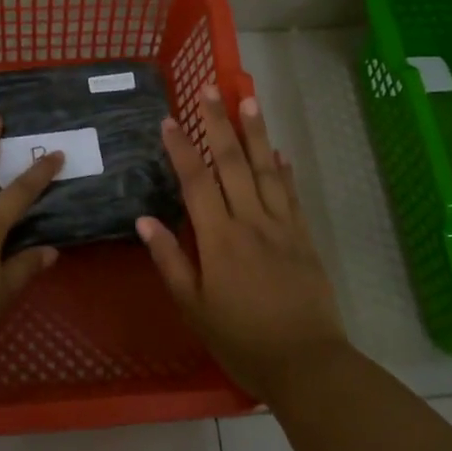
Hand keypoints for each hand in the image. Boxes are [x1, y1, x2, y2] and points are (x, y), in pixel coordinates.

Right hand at [137, 88, 347, 403]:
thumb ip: (170, 261)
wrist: (307, 363)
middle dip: (218, 122)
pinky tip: (279, 150)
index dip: (182, 148)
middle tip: (210, 87)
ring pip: (266, 169)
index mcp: (219, 239)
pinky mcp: (304, 237)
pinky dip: (283, 169)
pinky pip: (291, 194)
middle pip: (233, 162)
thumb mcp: (194, 308)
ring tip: (248, 99)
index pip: (197, 181)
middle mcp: (250, 221)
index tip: (170, 119)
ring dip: (255, 132)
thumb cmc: (241, 340)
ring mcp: (282, 226)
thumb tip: (145, 220)